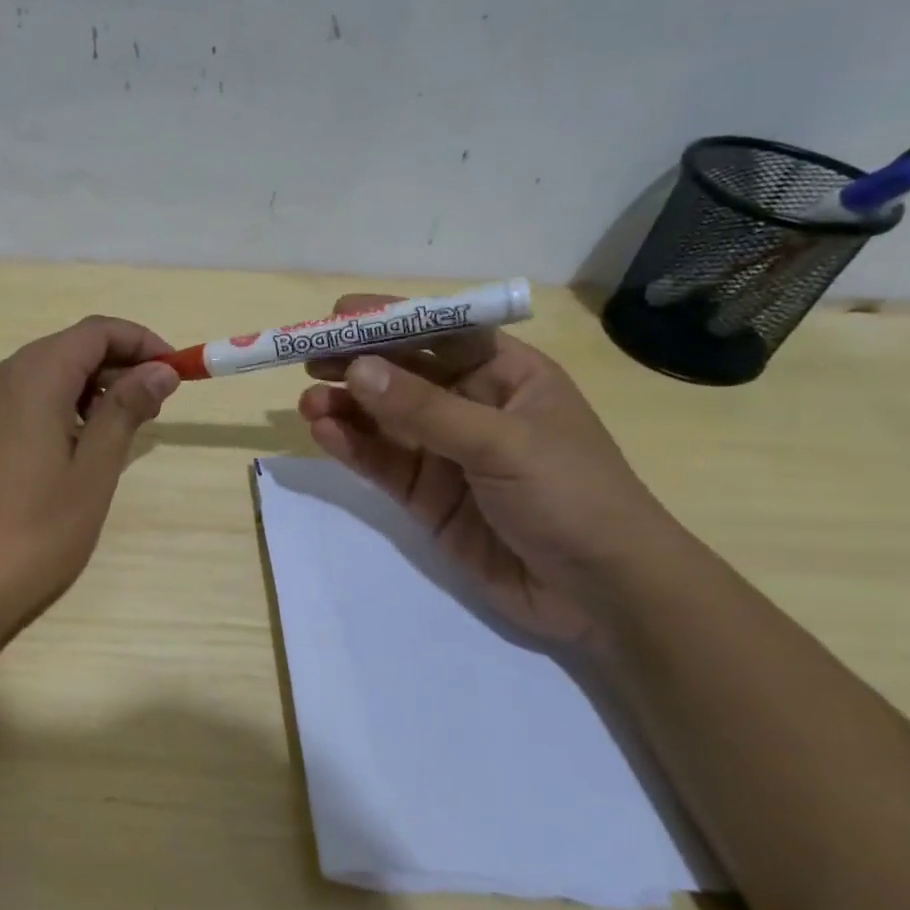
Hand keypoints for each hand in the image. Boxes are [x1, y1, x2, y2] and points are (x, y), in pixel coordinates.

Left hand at [0, 316, 179, 650]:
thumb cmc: (33, 532)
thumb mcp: (92, 471)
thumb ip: (125, 410)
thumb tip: (160, 368)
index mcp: (32, 377)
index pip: (96, 331)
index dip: (142, 342)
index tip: (177, 372)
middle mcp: (1, 378)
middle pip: (70, 347)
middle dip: (119, 365)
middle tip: (157, 405)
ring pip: (47, 373)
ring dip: (92, 388)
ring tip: (124, 429)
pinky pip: (25, 399)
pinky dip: (62, 406)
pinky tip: (79, 446)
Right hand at [297, 295, 679, 645]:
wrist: (602, 594)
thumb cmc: (573, 496)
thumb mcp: (502, 443)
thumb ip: (425, 409)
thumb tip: (357, 369)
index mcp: (507, 375)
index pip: (441, 333)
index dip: (391, 320)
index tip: (338, 315)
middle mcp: (471, 406)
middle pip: (403, 374)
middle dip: (357, 364)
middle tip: (307, 360)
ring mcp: (446, 453)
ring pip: (384, 420)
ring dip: (345, 408)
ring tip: (308, 404)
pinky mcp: (426, 496)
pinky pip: (381, 462)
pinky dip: (351, 447)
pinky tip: (322, 433)